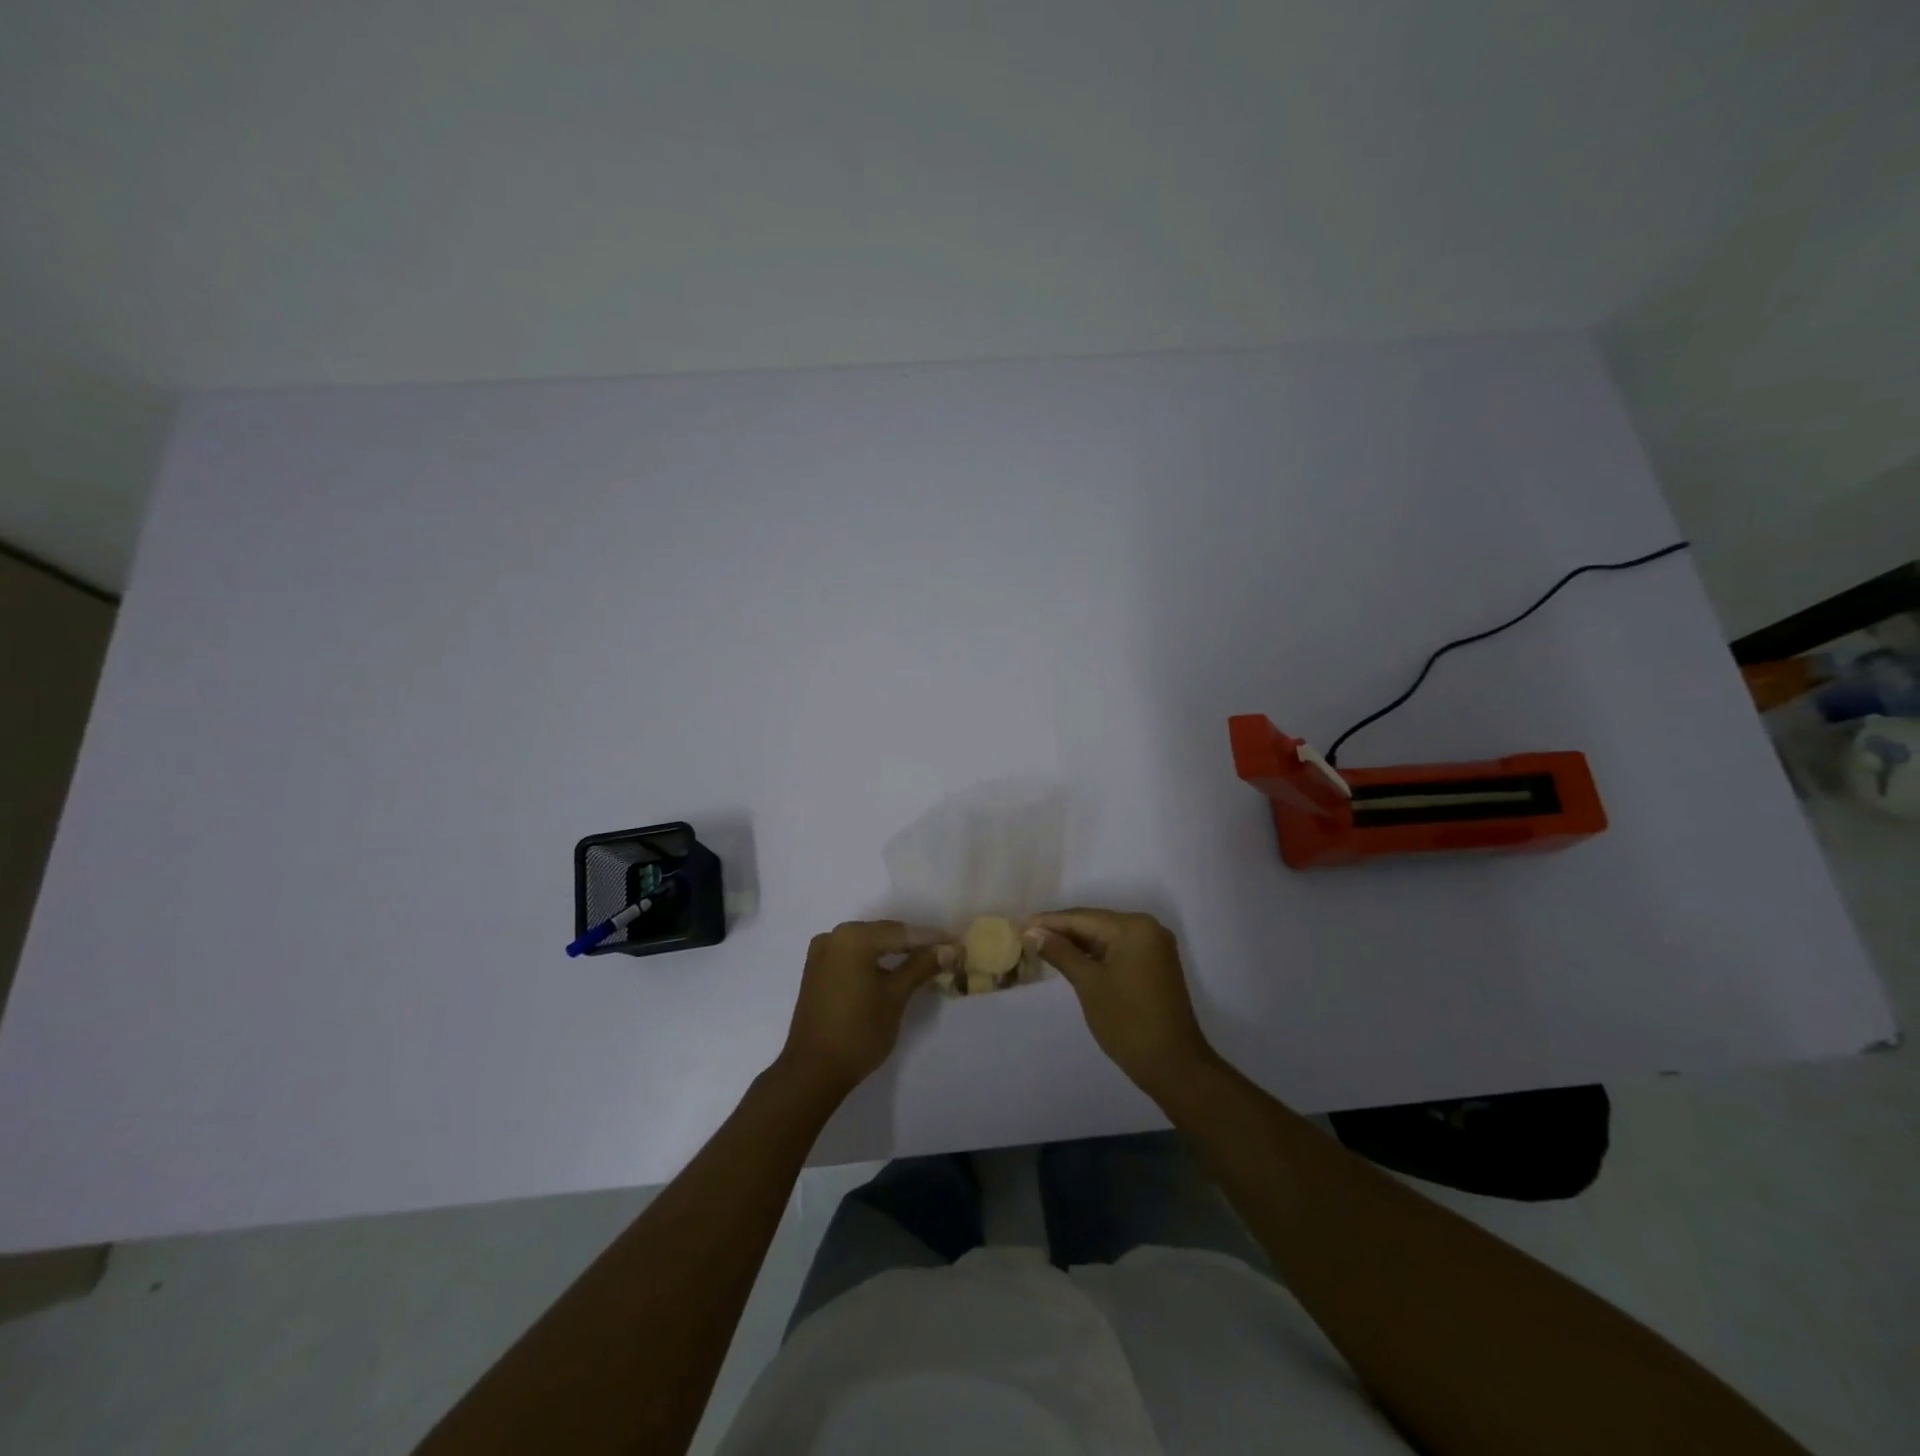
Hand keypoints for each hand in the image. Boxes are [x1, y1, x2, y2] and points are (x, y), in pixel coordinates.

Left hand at [775, 921, 953, 1100]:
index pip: (901, 932)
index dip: (932, 938)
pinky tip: (895, 971)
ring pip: (868, 946)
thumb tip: (950, 948)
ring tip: (926, 961)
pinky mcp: (817, 971)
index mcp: (852, 937)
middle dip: (914, 944)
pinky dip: (875, 962)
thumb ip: (922, 967)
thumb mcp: (896, 997)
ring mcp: (821, 953)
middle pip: (883, 935)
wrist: (812, 1071)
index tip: (958, 942)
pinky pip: (853, 957)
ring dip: (895, 953)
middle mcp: (833, 936)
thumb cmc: (859, 1031)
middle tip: (945, 951)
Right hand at [1025, 909, 1218, 1097]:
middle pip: (1095, 923)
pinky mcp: (1155, 964)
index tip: (1019, 925)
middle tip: (1026, 934)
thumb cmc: (1127, 1022)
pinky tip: (1071, 958)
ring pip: (1106, 936)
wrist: (1174, 1065)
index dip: (1048, 922)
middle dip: (1061, 930)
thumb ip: (1060, 952)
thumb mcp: (1088, 984)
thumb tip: (1033, 932)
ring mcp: (1154, 946)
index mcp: (1133, 927)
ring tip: (1041, 945)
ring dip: (1077, 942)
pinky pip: (1118, 949)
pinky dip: (1095, 953)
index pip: (1082, 917)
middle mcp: (1147, 928)